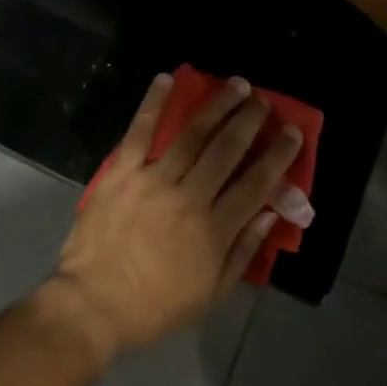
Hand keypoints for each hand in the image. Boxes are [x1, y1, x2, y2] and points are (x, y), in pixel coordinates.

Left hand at [47, 74, 300, 357]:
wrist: (93, 304)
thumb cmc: (155, 306)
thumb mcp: (211, 295)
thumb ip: (242, 252)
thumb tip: (269, 213)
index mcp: (214, 230)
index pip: (255, 184)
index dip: (277, 156)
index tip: (292, 132)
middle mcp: (189, 197)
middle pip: (226, 150)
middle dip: (249, 121)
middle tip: (264, 100)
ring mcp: (152, 180)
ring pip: (191, 135)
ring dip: (216, 106)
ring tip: (236, 86)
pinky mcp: (120, 172)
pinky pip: (139, 131)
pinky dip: (153, 103)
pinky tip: (167, 79)